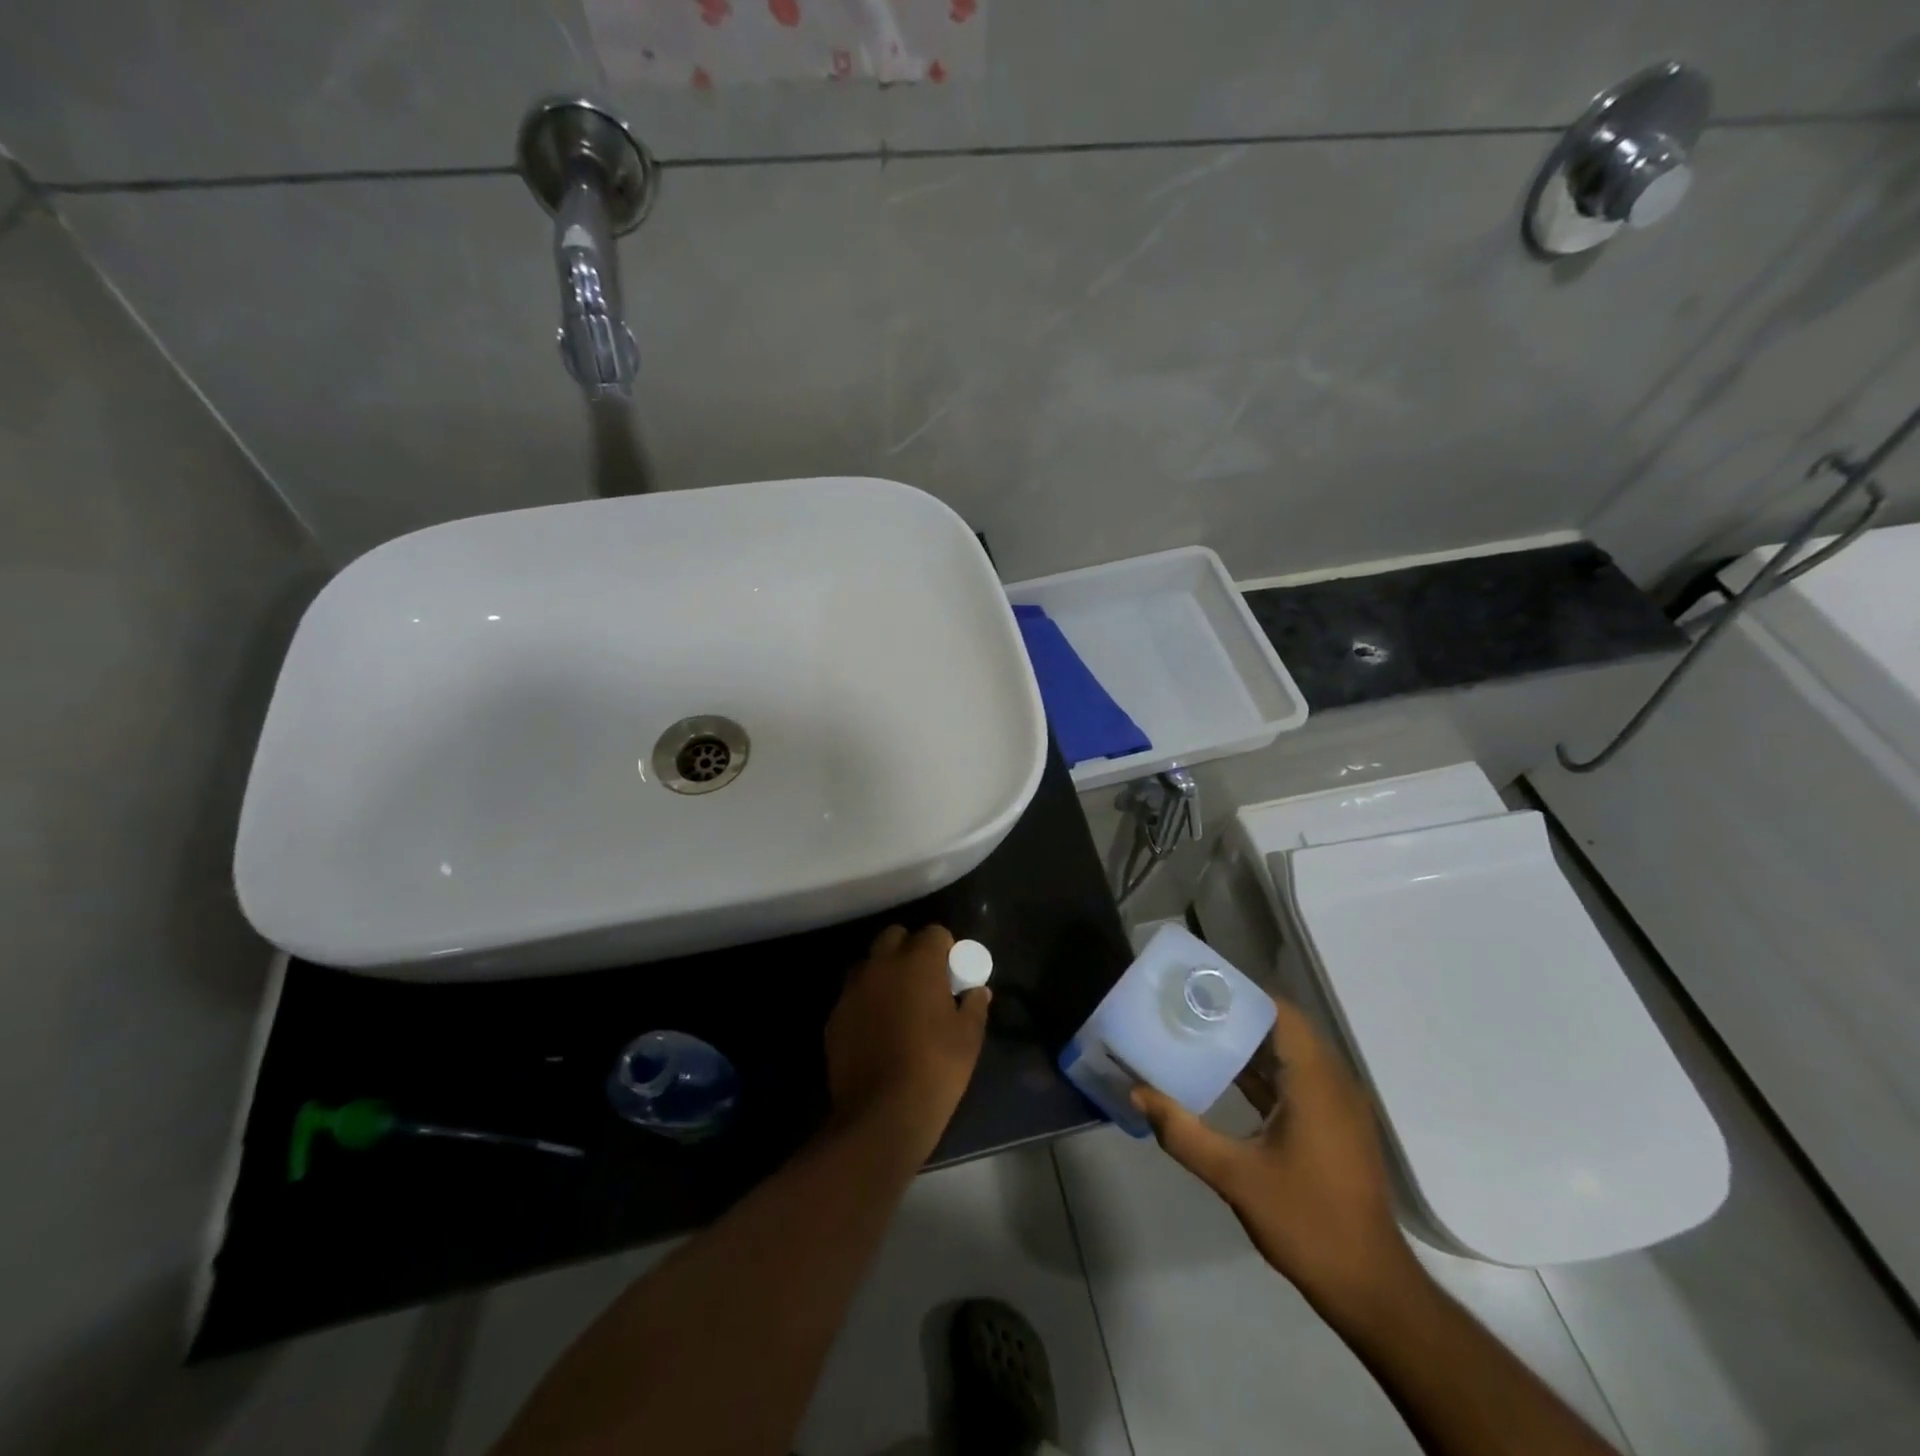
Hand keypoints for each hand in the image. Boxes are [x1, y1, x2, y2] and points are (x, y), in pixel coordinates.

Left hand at [825, 924, 990, 1152]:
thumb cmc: (935, 1069)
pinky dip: (866, 1002)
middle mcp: (881, 965)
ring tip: (898, 1003)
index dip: (945, 948)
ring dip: (884, 972)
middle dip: (910, 949)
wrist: (881, 1115)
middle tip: (924, 980)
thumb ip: (974, 1005)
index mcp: (917, 962)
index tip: (952, 971)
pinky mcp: (834, 1017)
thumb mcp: (968, 1038)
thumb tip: (977, 991)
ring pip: (869, 964)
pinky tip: (877, 1029)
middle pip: (895, 937)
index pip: (934, 932)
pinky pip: (853, 996)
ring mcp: (852, 990)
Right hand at [1131, 997, 1417, 1318]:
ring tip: (1200, 1033)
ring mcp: (1338, 1106)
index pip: (1281, 1012)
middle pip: (1284, 1028)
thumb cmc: (1306, 1222)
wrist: (1370, 1288)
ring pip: (1291, 1055)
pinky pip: (1298, 1080)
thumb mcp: (1235, 1177)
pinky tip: (1226, 1077)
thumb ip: (1183, 1132)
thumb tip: (1138, 1093)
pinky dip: (1265, 1072)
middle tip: (1190, 1007)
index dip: (1241, 995)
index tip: (1200, 988)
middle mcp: (1333, 1083)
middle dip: (1238, 1016)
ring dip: (1251, 1044)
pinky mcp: (1335, 1127)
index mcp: (1316, 1082)